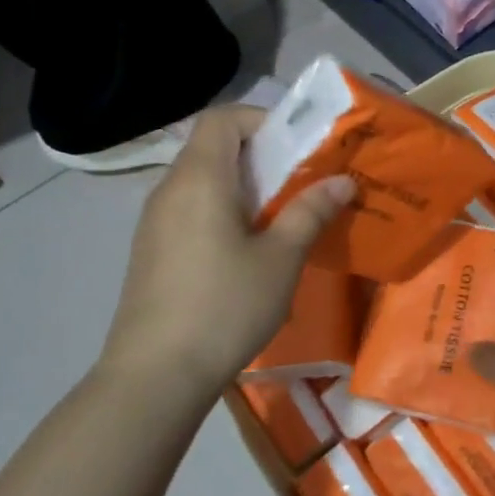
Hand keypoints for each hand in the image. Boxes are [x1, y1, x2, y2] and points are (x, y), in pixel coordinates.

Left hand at [100, 105, 354, 392]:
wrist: (154, 376)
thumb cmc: (225, 306)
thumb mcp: (281, 258)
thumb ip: (311, 212)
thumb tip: (343, 181)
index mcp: (200, 178)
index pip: (223, 118)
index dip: (261, 120)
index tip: (296, 148)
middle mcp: (170, 189)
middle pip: (212, 147)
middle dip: (260, 156)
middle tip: (299, 184)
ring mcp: (154, 222)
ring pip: (201, 181)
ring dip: (242, 187)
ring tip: (279, 218)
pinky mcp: (151, 251)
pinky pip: (190, 209)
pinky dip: (221, 211)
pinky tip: (244, 251)